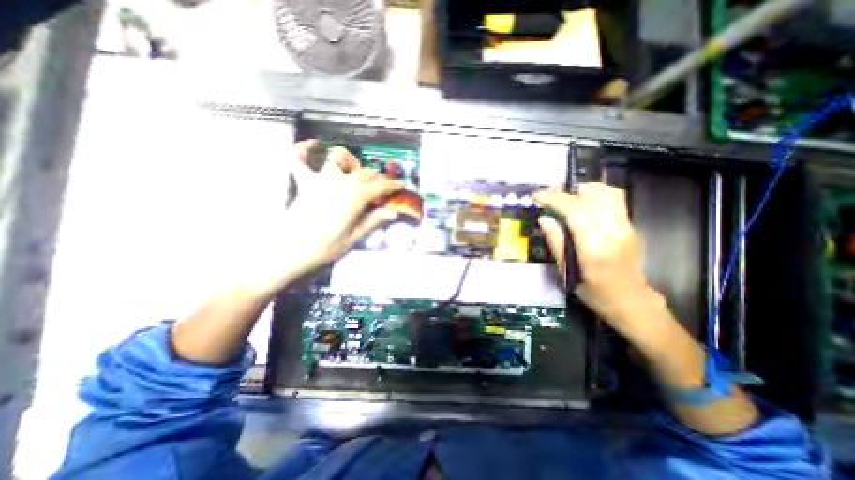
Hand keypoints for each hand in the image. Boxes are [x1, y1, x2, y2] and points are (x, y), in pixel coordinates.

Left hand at [280, 140, 402, 278]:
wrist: (290, 251)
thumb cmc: (325, 247)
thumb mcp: (354, 237)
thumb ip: (373, 221)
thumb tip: (394, 213)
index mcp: (354, 198)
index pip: (379, 186)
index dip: (392, 185)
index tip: (401, 185)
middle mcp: (339, 183)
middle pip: (364, 173)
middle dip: (377, 177)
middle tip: (383, 187)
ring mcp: (319, 180)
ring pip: (339, 159)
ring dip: (351, 161)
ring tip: (357, 170)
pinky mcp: (304, 182)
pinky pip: (299, 159)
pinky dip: (304, 149)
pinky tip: (313, 144)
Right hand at [532, 183, 660, 332]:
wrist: (632, 301)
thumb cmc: (595, 292)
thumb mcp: (568, 272)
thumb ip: (556, 243)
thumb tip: (544, 219)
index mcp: (595, 248)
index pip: (575, 212)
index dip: (554, 199)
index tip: (537, 196)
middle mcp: (613, 233)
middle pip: (589, 200)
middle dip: (564, 193)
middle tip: (546, 195)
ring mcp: (626, 227)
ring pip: (606, 194)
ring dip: (582, 190)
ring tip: (564, 194)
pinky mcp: (631, 225)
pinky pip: (615, 199)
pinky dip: (597, 192)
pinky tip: (584, 198)